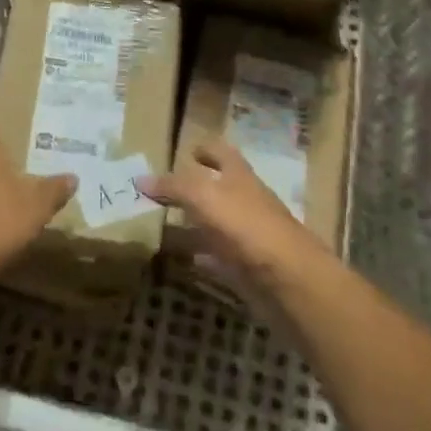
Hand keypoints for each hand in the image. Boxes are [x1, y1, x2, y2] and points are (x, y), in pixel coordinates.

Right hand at [136, 140, 329, 294]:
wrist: (290, 282)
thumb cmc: (247, 227)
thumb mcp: (204, 197)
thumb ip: (174, 186)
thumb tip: (140, 179)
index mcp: (239, 176)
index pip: (220, 151)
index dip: (205, 149)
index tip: (187, 151)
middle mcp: (246, 200)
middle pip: (219, 188)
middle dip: (195, 187)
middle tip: (163, 191)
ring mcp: (249, 236)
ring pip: (217, 224)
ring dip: (196, 223)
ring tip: (165, 224)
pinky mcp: (248, 269)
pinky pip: (220, 258)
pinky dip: (204, 257)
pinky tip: (187, 260)